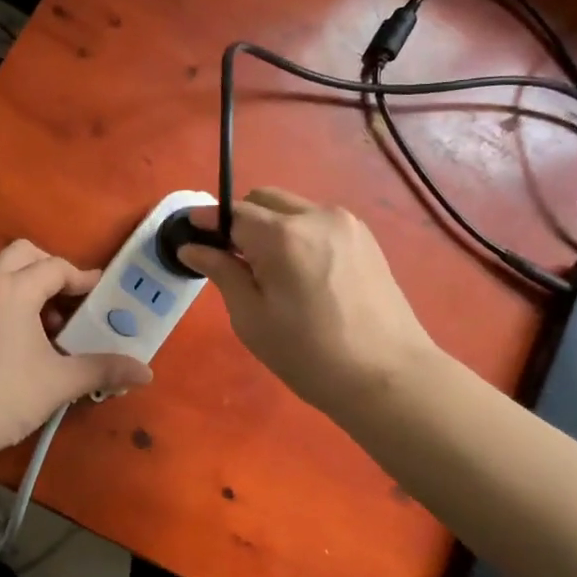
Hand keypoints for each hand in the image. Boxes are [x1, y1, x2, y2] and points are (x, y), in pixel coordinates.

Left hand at [0, 240, 152, 459]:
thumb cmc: (2, 398)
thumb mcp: (59, 382)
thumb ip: (103, 369)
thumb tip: (146, 373)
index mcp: (12, 290)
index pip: (56, 268)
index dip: (83, 279)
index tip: (101, 296)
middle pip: (25, 254)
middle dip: (52, 271)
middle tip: (71, 302)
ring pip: (1, 271)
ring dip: (29, 285)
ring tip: (48, 325)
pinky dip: (8, 298)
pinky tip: (20, 337)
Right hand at [179, 188, 436, 417]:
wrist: (388, 376)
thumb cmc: (309, 355)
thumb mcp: (252, 319)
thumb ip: (222, 272)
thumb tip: (192, 247)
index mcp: (283, 236)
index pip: (233, 212)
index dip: (207, 220)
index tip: (188, 232)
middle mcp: (316, 216)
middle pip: (263, 200)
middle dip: (240, 221)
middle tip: (232, 261)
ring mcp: (346, 223)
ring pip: (292, 209)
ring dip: (271, 227)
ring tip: (270, 271)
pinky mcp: (365, 237)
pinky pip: (317, 222)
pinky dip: (298, 235)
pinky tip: (302, 274)